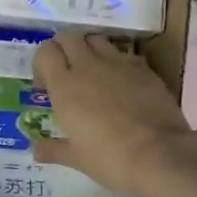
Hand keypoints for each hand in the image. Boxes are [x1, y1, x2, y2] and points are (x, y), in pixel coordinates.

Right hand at [32, 32, 195, 192]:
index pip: (45, 52)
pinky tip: (123, 86)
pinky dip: (118, 64)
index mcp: (65, 86)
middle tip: (67, 73)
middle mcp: (88, 67)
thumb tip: (37, 151)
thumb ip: (54, 150)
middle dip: (63, 49)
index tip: (45, 86)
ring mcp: (119, 64)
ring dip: (90, 50)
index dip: (42, 63)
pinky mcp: (144, 69)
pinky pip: (125, 56)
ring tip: (94, 75)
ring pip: (97, 40)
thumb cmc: (110, 159)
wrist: (159, 155)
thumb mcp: (77, 158)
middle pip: (69, 37)